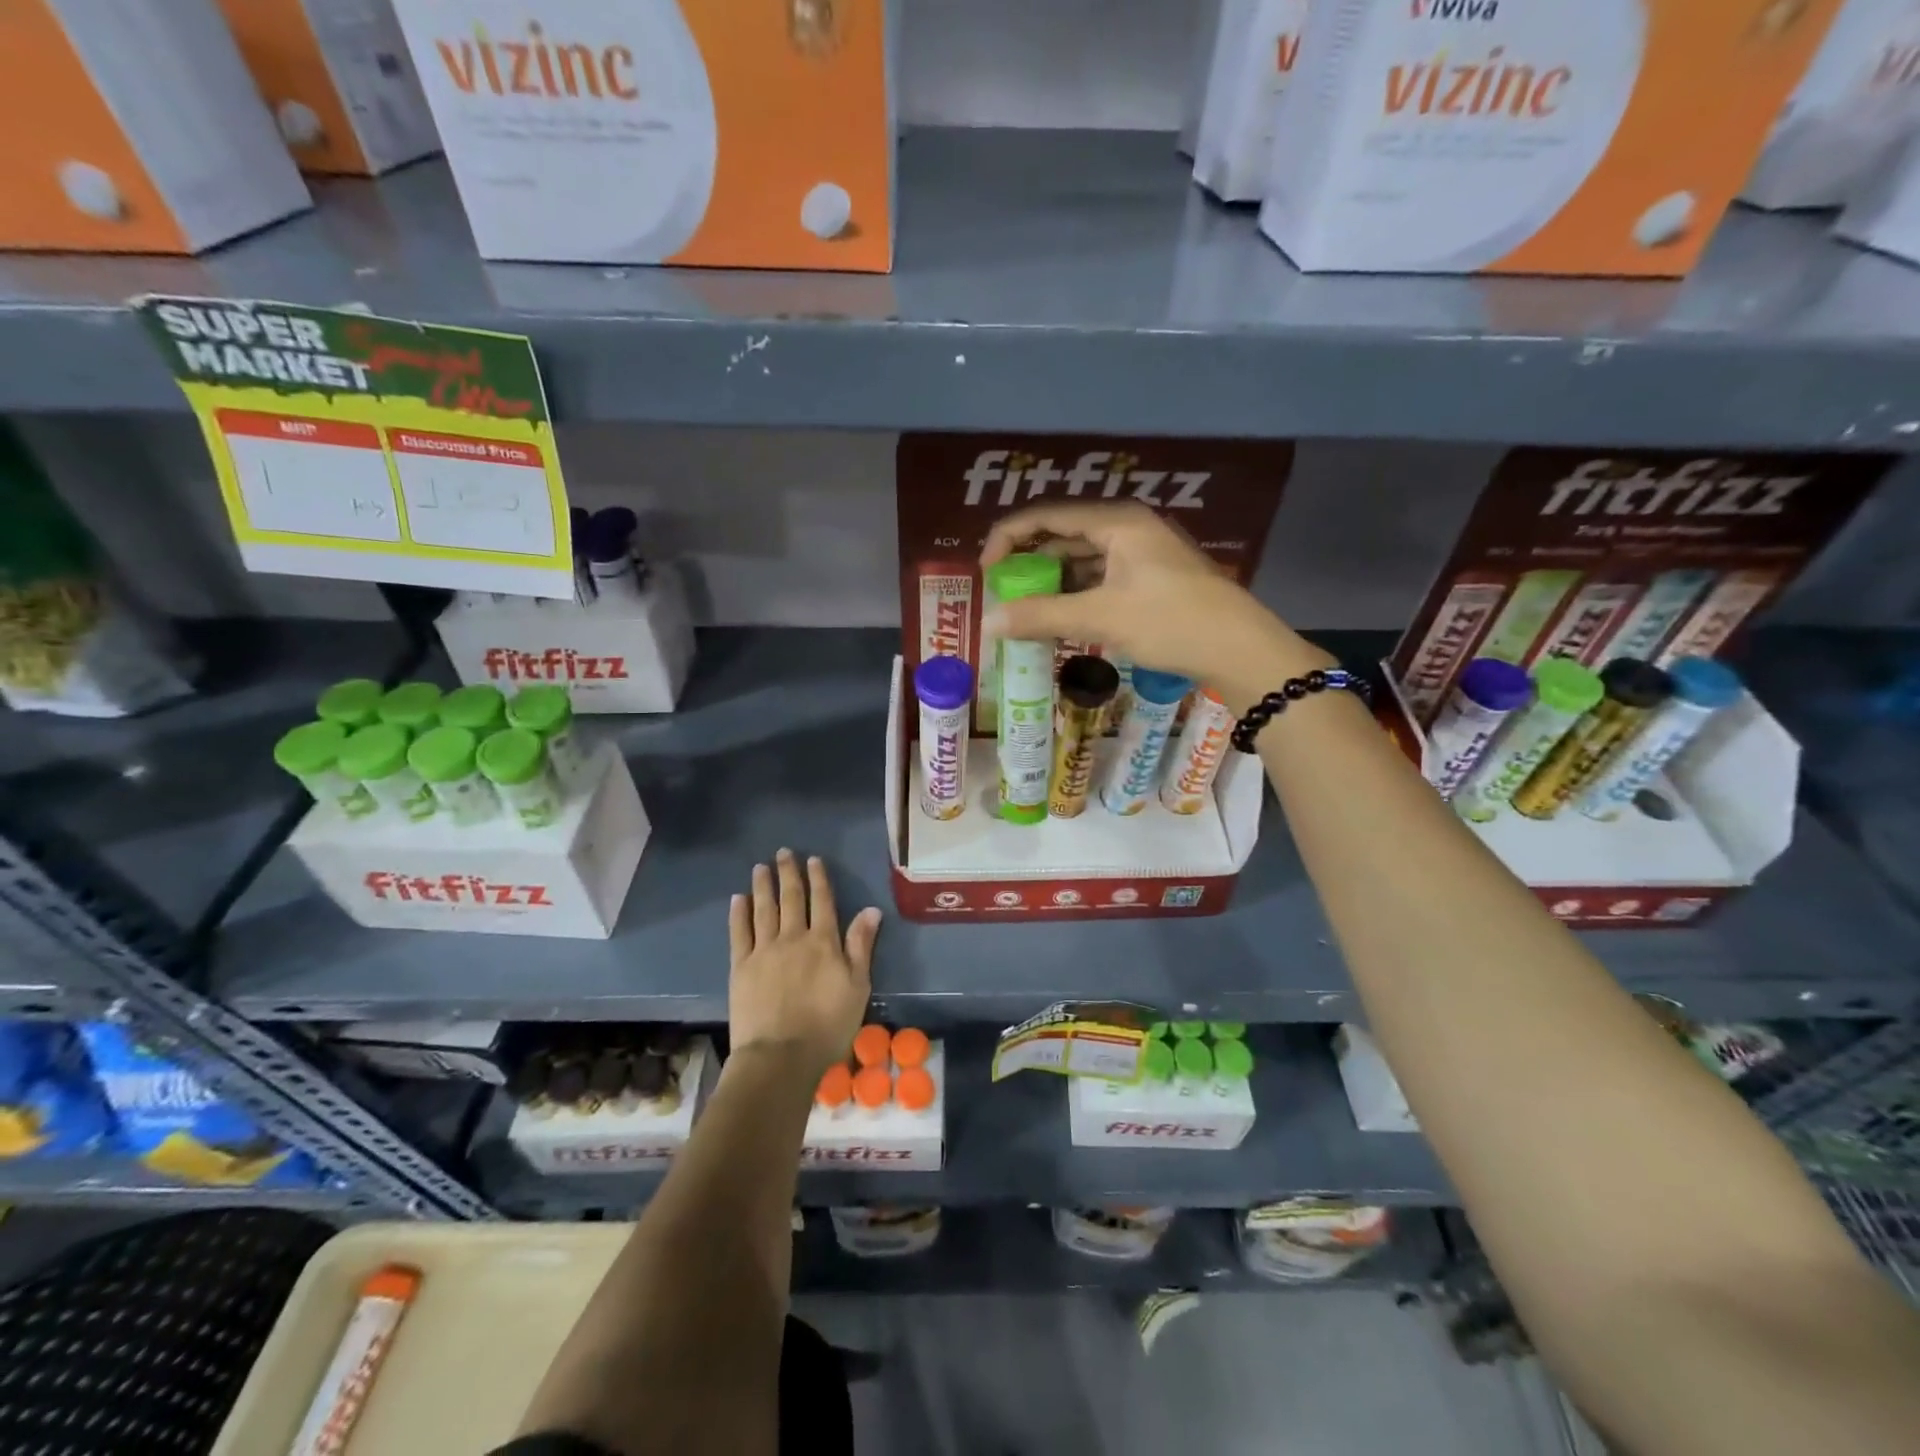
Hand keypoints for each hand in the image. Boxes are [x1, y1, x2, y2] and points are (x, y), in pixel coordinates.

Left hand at [727, 849, 880, 1076]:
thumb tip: (871, 910)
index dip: (818, 878)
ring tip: (761, 867)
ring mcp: (764, 951)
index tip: (813, 859)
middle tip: (784, 853)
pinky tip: (738, 899)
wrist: (780, 1056)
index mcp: (824, 942)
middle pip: (791, 898)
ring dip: (763, 886)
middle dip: (789, 873)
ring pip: (764, 909)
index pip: (822, 901)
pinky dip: (739, 913)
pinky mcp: (741, 967)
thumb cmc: (828, 1025)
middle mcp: (793, 938)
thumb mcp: (857, 986)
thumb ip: (861, 946)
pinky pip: (739, 933)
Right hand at [980, 502, 1328, 710]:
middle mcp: (1128, 527)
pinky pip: (1100, 577)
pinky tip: (1061, 617)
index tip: (987, 573)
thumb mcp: (1101, 617)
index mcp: (1116, 522)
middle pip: (1063, 534)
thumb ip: (1042, 616)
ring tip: (1025, 610)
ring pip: (1082, 559)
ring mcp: (1142, 553)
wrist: (1240, 649)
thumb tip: (988, 624)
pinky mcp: (1151, 578)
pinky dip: (1076, 594)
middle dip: (1029, 562)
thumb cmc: (1171, 622)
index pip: (1046, 515)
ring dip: (1052, 582)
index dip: (1008, 538)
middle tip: (1003, 594)